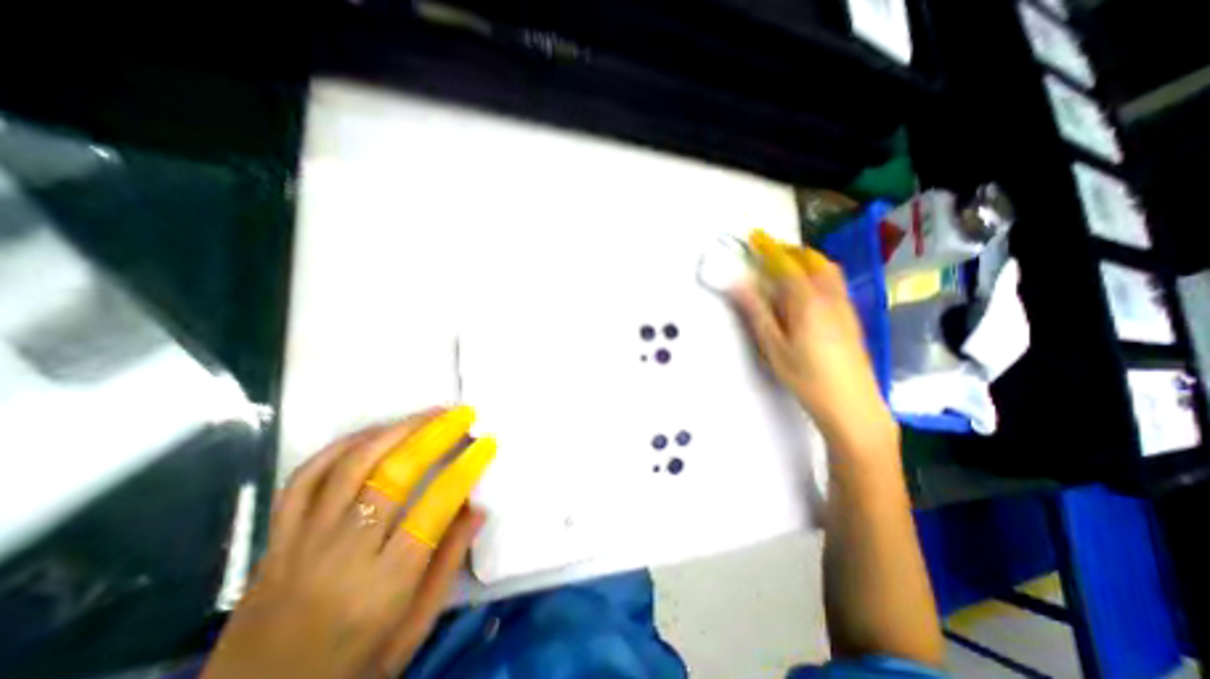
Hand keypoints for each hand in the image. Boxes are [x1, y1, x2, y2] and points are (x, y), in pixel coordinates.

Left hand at [202, 407, 489, 677]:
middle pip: (395, 474)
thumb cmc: (349, 670)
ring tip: (429, 413)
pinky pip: (307, 476)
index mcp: (385, 584)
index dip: (467, 466)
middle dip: (435, 434)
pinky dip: (343, 445)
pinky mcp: (275, 537)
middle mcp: (343, 554)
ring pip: (353, 464)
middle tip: (461, 414)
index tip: (487, 442)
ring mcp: (303, 541)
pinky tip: (375, 432)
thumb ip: (447, 565)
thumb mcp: (412, 631)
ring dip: (397, 428)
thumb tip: (477, 509)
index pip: (436, 506)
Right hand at [733, 231, 891, 456]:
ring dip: (807, 261)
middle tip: (770, 253)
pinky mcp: (852, 318)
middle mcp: (830, 296)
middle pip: (813, 261)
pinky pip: (835, 284)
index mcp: (807, 301)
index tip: (755, 237)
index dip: (769, 249)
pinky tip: (807, 293)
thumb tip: (738, 284)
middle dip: (791, 251)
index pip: (786, 265)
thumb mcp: (773, 346)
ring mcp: (845, 306)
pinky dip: (818, 275)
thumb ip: (756, 312)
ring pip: (828, 271)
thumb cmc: (806, 376)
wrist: (852, 404)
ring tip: (787, 269)